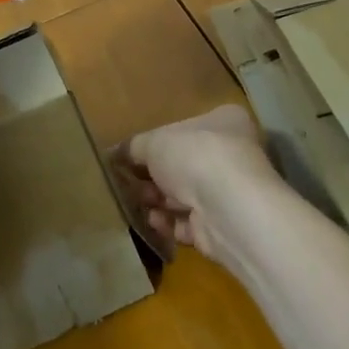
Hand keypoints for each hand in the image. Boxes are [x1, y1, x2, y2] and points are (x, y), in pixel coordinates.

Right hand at [114, 105, 284, 266]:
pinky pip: (190, 223)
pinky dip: (170, 223)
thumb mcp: (153, 142)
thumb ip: (133, 147)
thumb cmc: (193, 156)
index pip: (187, 127)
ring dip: (159, 200)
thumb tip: (114, 153)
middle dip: (154, 177)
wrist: (227, 209)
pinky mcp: (223, 226)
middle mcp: (233, 154)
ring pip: (185, 196)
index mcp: (225, 122)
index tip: (132, 154)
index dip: (158, 141)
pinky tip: (154, 221)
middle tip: (130, 181)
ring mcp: (231, 193)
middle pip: (184, 164)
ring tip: (139, 203)